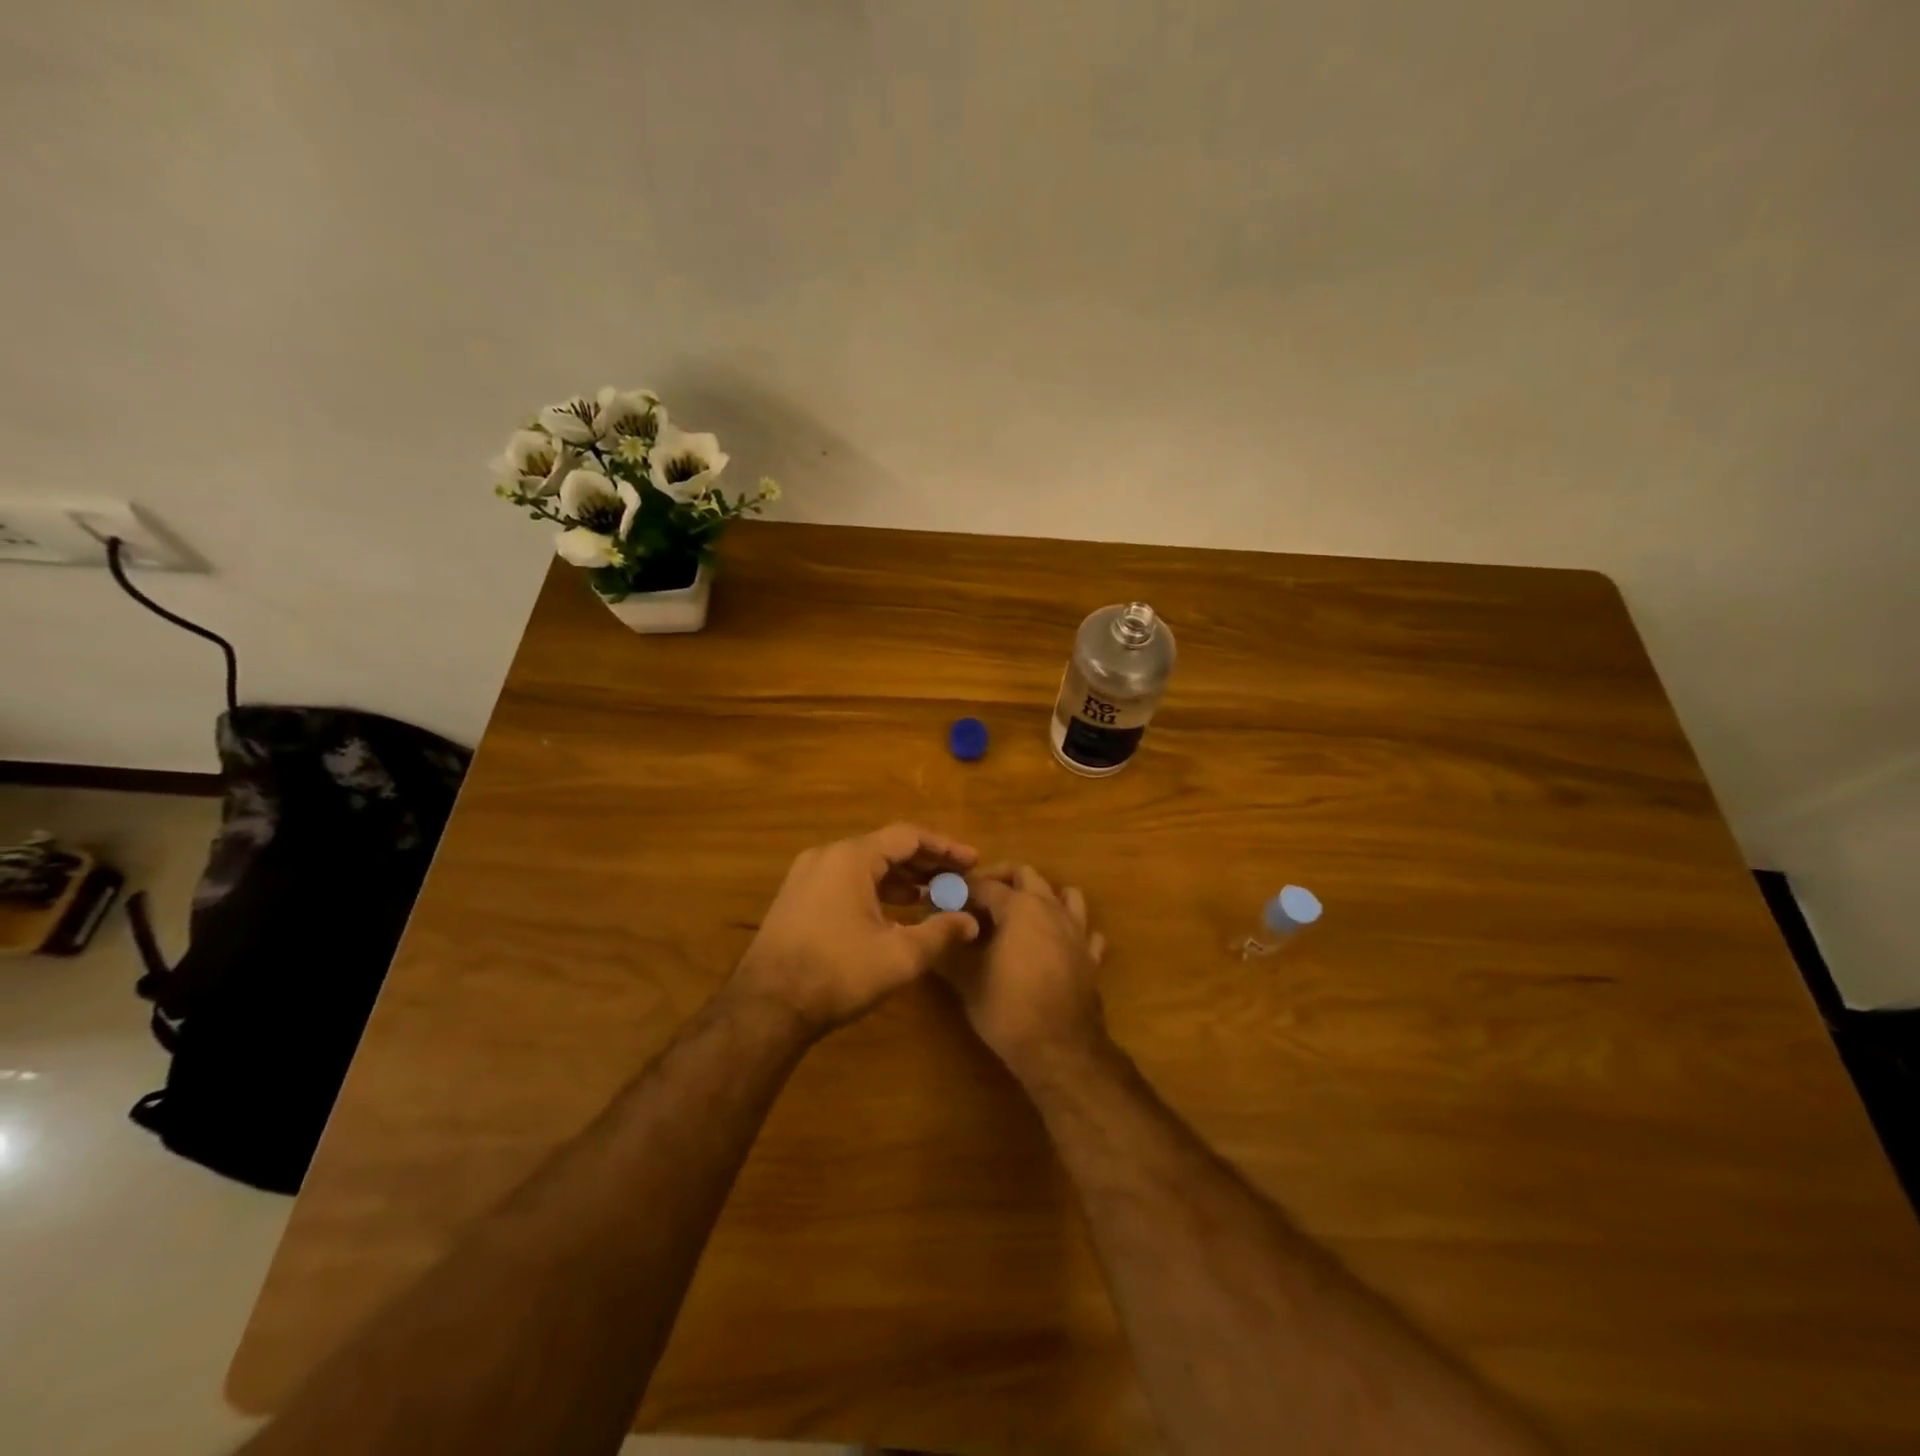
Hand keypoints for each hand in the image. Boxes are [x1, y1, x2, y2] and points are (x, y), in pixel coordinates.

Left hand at [731, 823, 981, 1036]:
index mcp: (851, 858)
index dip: (945, 847)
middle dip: (925, 862)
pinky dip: (876, 889)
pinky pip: (846, 880)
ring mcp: (807, 877)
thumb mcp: (900, 955)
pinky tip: (895, 910)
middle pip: (885, 847)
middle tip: (958, 877)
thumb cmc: (838, 973)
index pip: (908, 837)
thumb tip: (970, 922)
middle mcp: (827, 856)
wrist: (766, 1007)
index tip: (973, 861)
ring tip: (933, 894)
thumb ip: (940, 932)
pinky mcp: (797, 898)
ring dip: (901, 877)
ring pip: (865, 865)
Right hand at [941, 864, 1110, 1086]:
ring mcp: (1077, 931)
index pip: (984, 884)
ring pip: (1065, 895)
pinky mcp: (1092, 957)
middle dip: (1001, 879)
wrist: (1060, 1049)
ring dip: (1042, 896)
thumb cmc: (1008, 1009)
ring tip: (1020, 915)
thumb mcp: (967, 980)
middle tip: (977, 899)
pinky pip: (1085, 931)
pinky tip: (1056, 944)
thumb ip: (949, 950)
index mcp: (1019, 907)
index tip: (943, 898)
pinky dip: (1070, 929)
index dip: (961, 889)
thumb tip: (933, 932)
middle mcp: (1051, 908)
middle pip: (1026, 876)